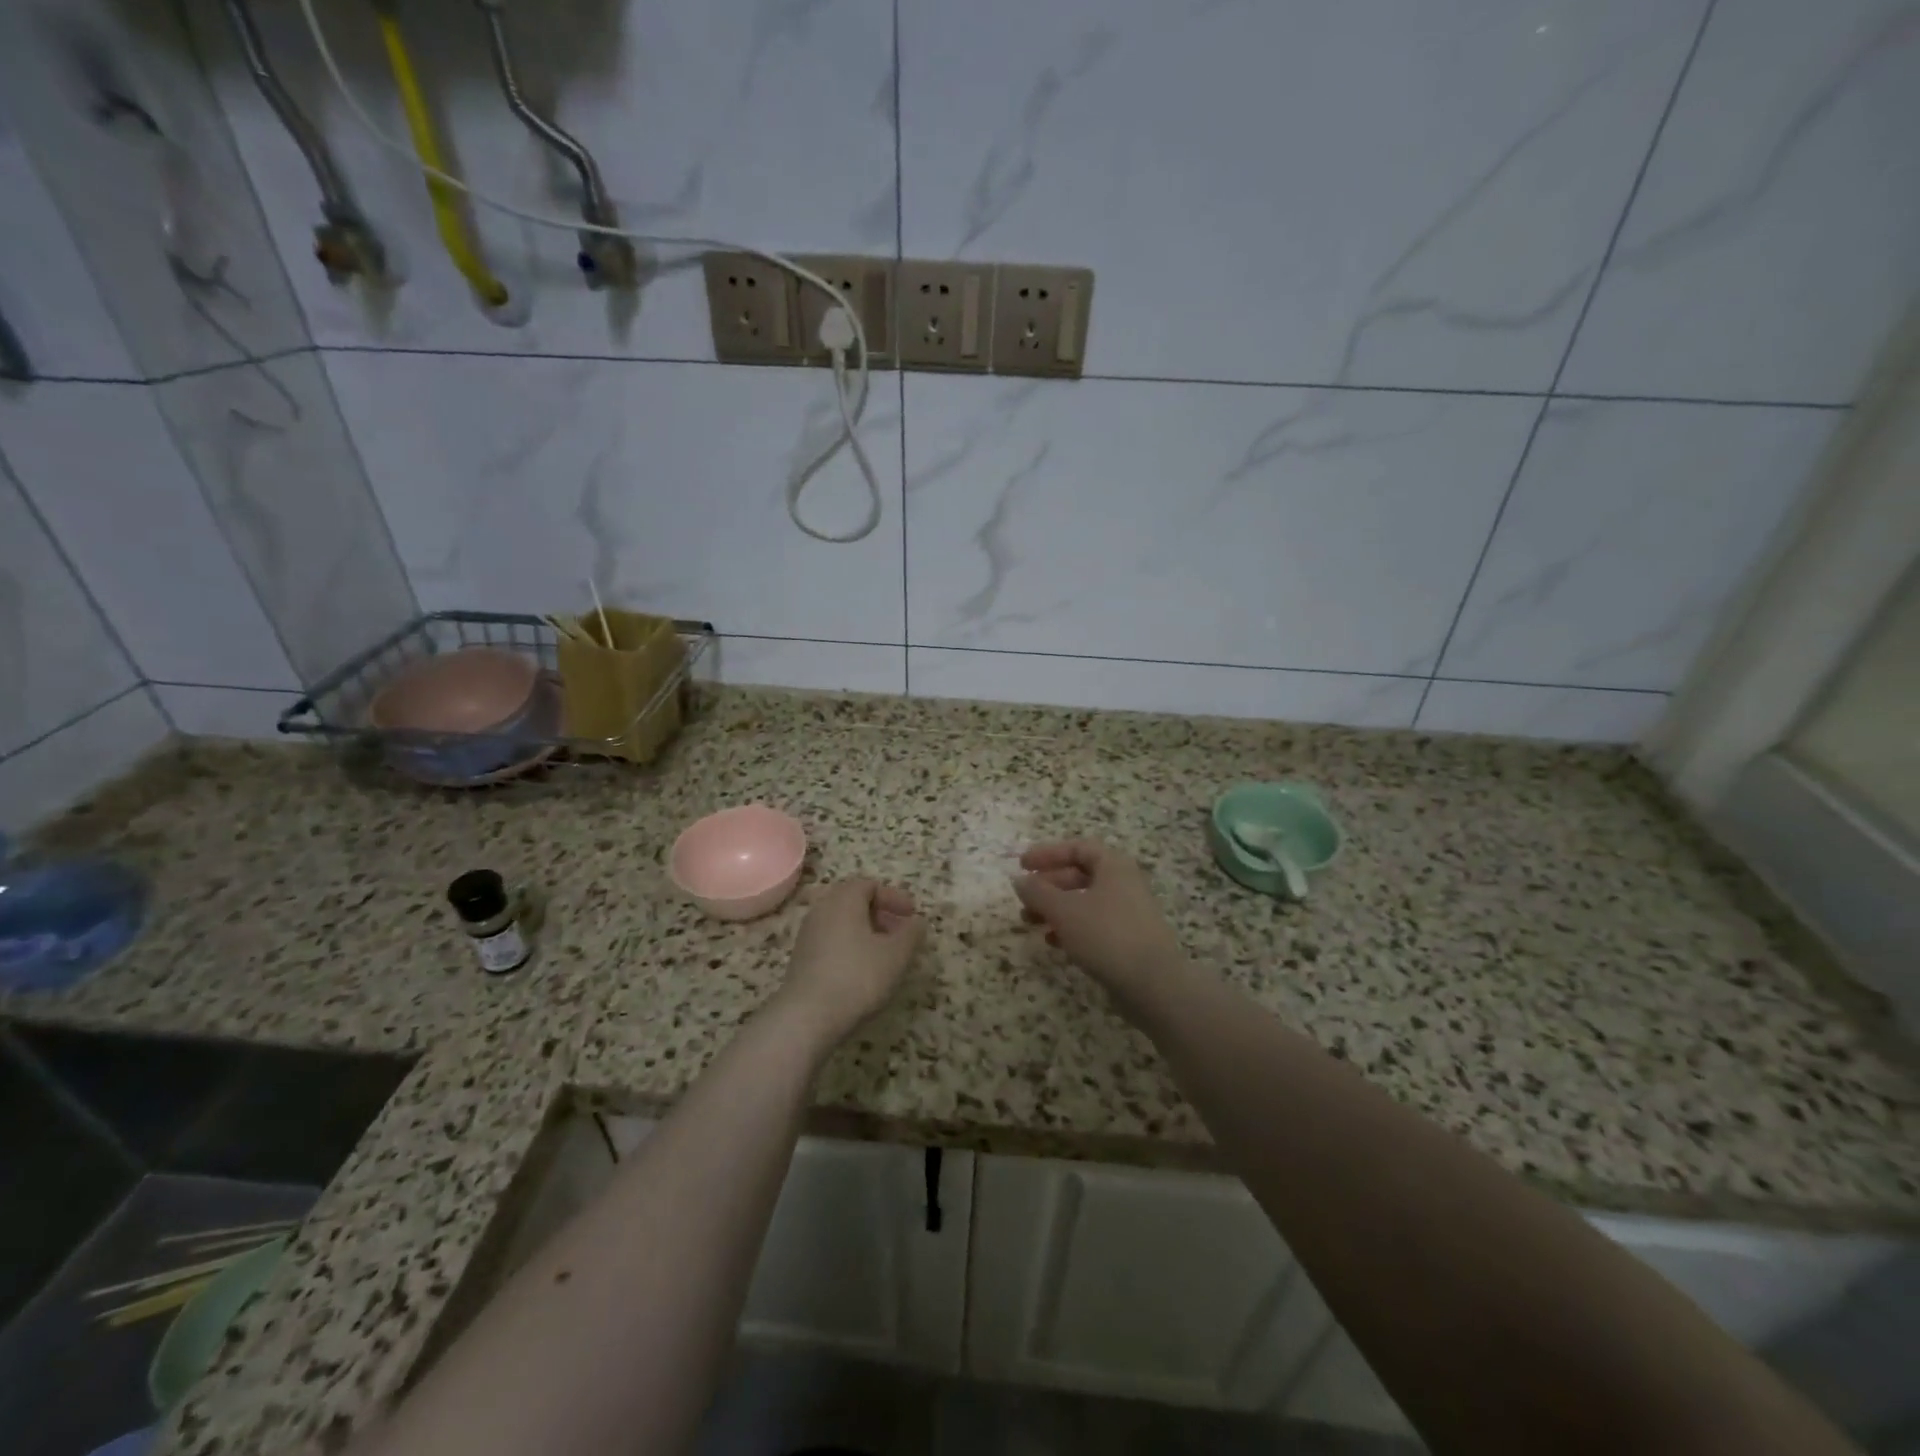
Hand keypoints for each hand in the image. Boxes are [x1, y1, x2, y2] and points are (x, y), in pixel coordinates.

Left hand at [778, 878, 924, 1044]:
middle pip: (853, 901)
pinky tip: (863, 970)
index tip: (912, 915)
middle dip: (880, 913)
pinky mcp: (801, 959)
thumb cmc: (858, 976)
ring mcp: (808, 934)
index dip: (894, 897)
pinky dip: (850, 945)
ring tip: (885, 953)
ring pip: (841, 922)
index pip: (869, 885)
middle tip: (900, 931)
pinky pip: (831, 940)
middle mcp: (822, 910)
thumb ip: (911, 934)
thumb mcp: (896, 954)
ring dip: (865, 931)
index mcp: (844, 900)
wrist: (808, 1016)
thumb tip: (917, 922)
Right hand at [1013, 840, 1189, 1007]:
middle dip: (1048, 886)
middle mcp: (1124, 883)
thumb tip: (1019, 880)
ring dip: (1055, 909)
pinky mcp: (1129, 939)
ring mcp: (1129, 912)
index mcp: (1113, 866)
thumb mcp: (1064, 911)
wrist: (1154, 984)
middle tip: (1024, 899)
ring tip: (1029, 923)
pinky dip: (1071, 928)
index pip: (1077, 848)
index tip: (1022, 865)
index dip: (1047, 854)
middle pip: (1080, 875)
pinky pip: (1094, 924)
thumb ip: (1038, 893)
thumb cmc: (1107, 936)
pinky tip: (1053, 942)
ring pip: (1084, 902)